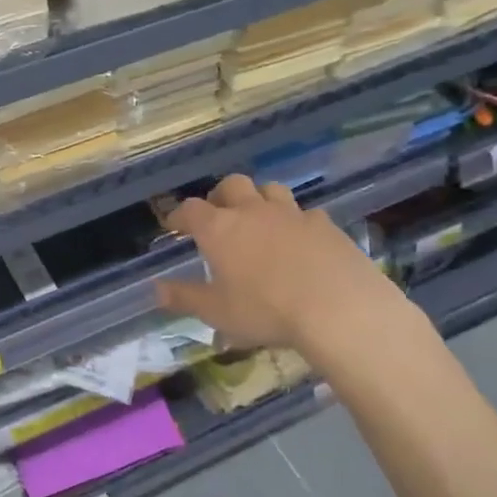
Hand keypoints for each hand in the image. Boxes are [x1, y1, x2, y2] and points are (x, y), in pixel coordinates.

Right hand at [154, 174, 411, 363]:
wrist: (340, 309)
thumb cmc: (266, 310)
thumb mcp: (217, 312)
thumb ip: (184, 297)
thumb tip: (155, 289)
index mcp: (220, 228)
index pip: (191, 209)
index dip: (179, 215)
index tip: (174, 225)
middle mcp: (253, 211)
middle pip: (232, 185)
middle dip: (220, 195)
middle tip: (217, 214)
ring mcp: (293, 214)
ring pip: (270, 189)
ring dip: (259, 199)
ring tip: (258, 220)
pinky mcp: (326, 225)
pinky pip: (305, 212)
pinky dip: (295, 221)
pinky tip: (299, 240)